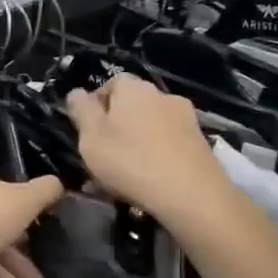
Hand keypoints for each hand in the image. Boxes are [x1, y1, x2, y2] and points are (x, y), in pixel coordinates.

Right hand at [66, 73, 231, 226]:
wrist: (192, 194)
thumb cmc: (131, 161)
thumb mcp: (91, 138)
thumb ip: (82, 111)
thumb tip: (76, 92)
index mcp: (134, 88)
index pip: (111, 83)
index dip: (96, 104)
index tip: (87, 129)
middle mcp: (162, 95)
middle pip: (132, 104)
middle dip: (117, 124)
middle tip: (104, 152)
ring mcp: (186, 118)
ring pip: (151, 124)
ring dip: (138, 140)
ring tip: (127, 171)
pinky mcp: (201, 142)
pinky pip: (169, 142)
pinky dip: (158, 154)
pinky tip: (150, 178)